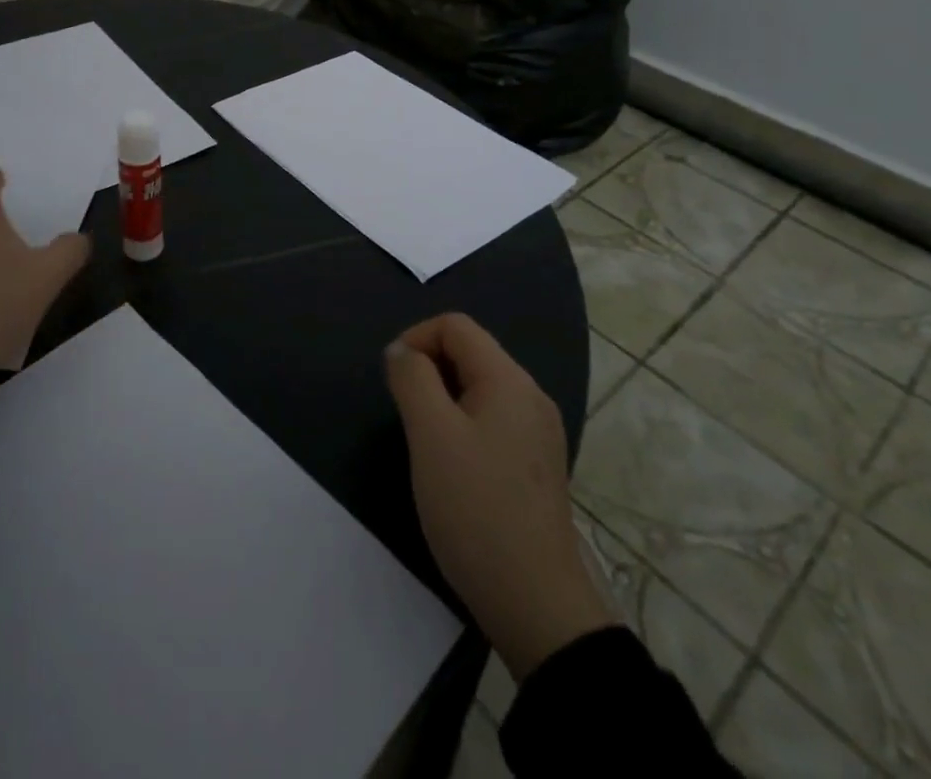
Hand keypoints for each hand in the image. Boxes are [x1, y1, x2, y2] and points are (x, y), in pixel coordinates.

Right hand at [385, 313, 614, 679]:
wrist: (535, 604)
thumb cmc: (476, 509)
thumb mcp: (430, 435)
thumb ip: (412, 379)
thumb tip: (401, 351)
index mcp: (510, 380)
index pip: (456, 326)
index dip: (416, 338)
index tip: (393, 379)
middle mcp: (530, 396)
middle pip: (470, 353)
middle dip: (429, 369)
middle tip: (405, 414)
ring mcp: (538, 433)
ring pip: (479, 389)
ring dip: (443, 399)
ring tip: (424, 441)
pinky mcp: (535, 465)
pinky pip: (492, 420)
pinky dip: (463, 425)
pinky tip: (451, 467)